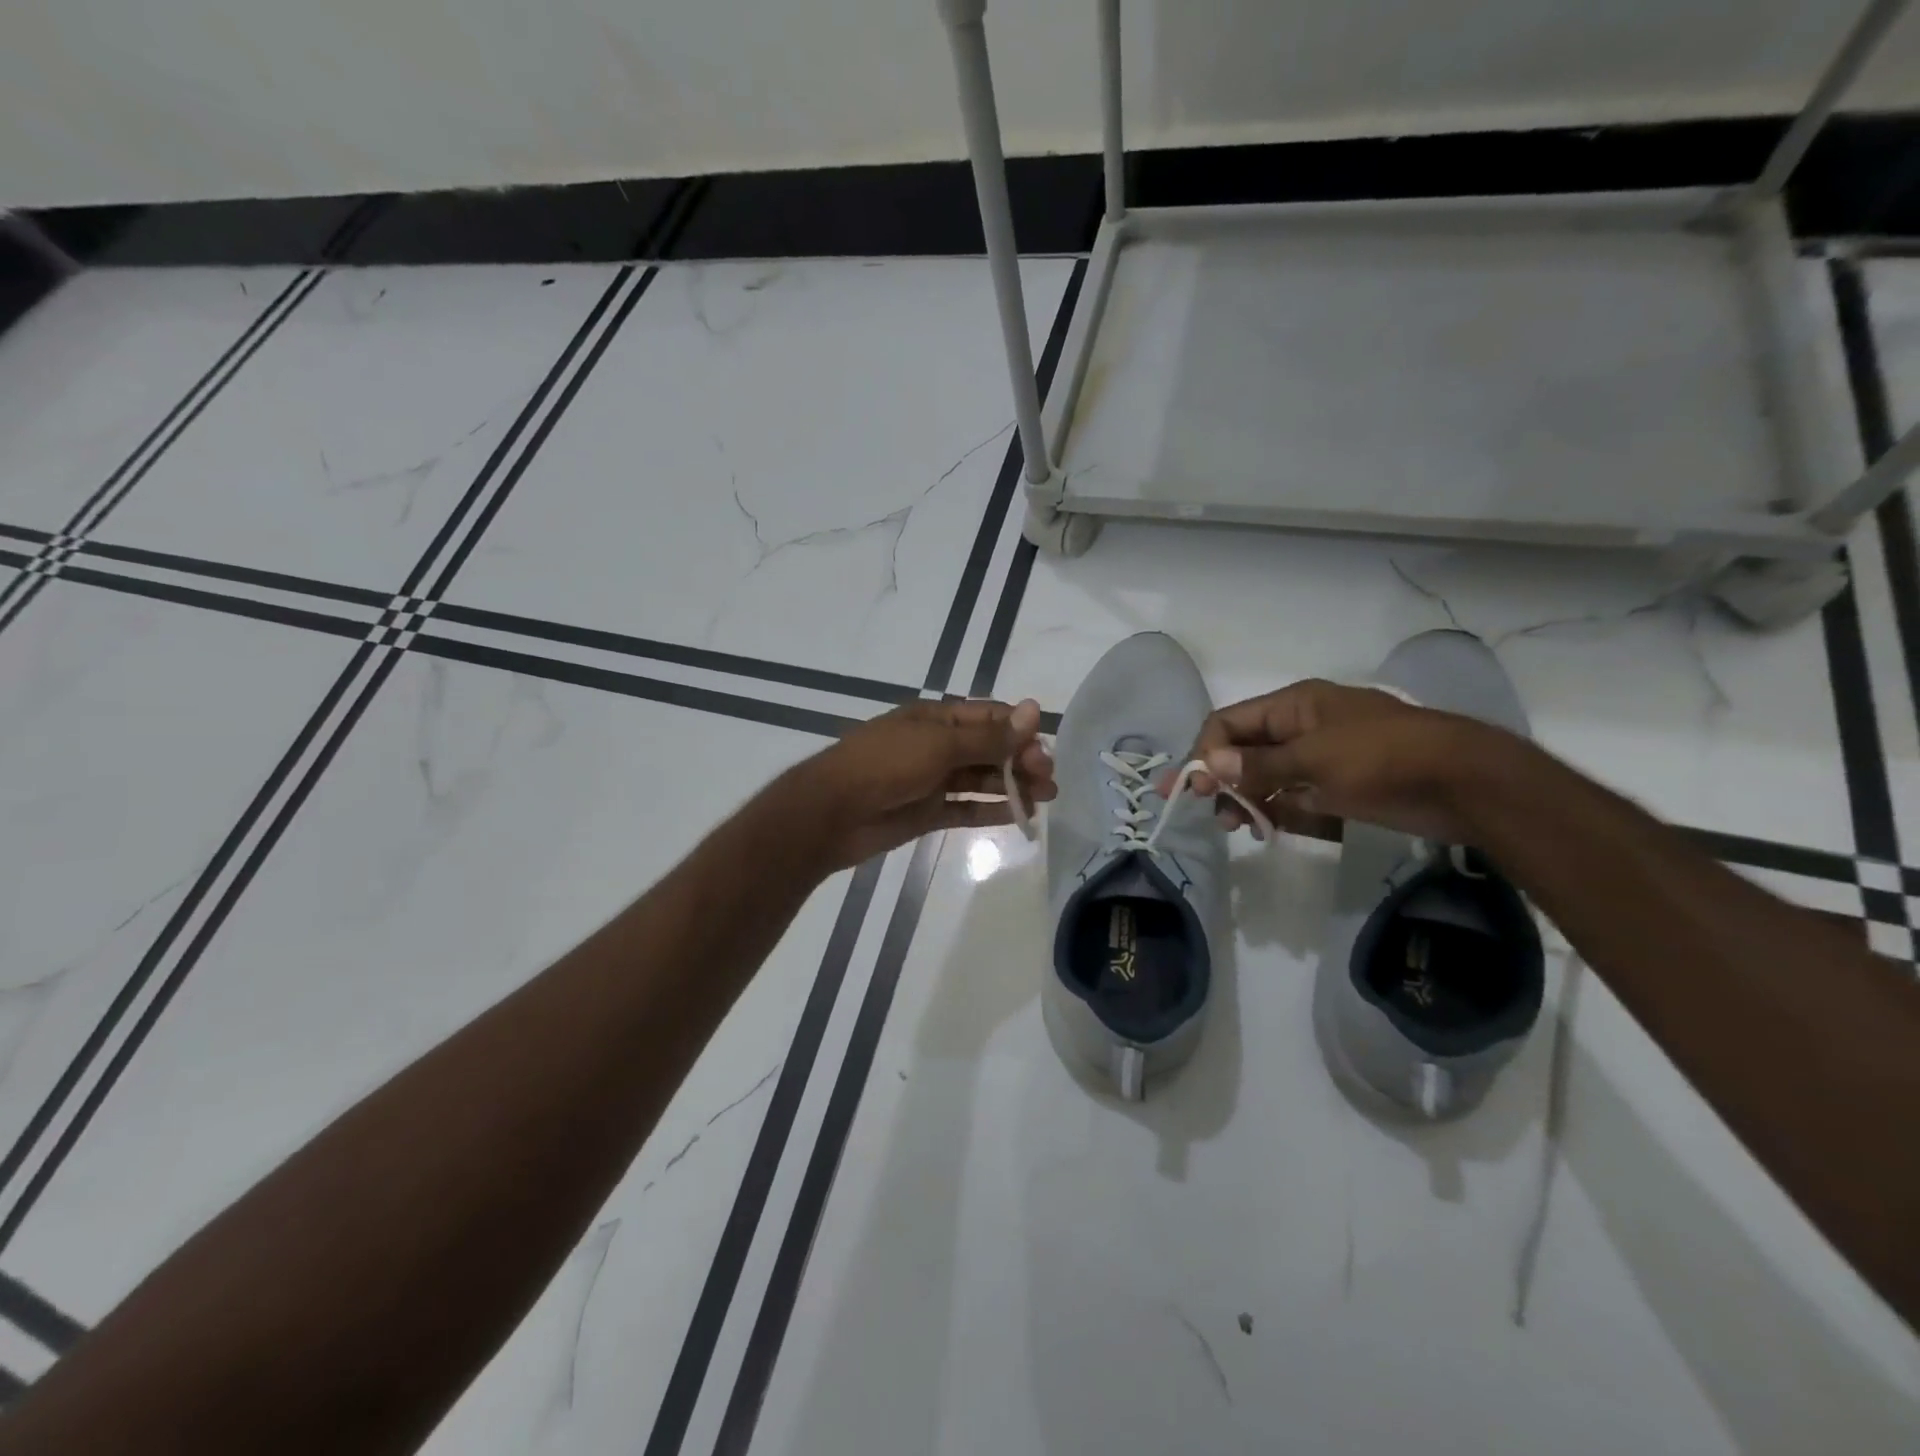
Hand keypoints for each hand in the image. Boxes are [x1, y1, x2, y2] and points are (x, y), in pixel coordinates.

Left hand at [799, 698, 1054, 867]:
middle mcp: (937, 746)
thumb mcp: (939, 745)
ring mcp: (932, 780)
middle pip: (989, 749)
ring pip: (982, 780)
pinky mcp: (928, 812)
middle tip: (1049, 781)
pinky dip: (991, 811)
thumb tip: (1033, 710)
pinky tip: (1019, 816)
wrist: (832, 813)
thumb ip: (988, 736)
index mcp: (937, 719)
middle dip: (1021, 761)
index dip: (1020, 730)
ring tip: (1046, 800)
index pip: (989, 717)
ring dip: (1014, 786)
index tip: (1045, 749)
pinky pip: (966, 808)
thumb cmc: (885, 765)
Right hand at [1179, 680, 1503, 843]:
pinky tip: (1272, 830)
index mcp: (1294, 706)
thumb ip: (1260, 765)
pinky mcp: (1342, 787)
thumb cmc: (1383, 758)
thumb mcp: (1315, 759)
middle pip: (1246, 751)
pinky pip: (1298, 798)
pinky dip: (1283, 812)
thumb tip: (1211, 765)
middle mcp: (1303, 727)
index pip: (1230, 724)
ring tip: (1241, 827)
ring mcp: (1324, 758)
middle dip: (1224, 780)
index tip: (1191, 789)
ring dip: (1250, 800)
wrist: (1466, 784)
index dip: (1205, 753)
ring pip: (1270, 778)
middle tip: (1213, 815)